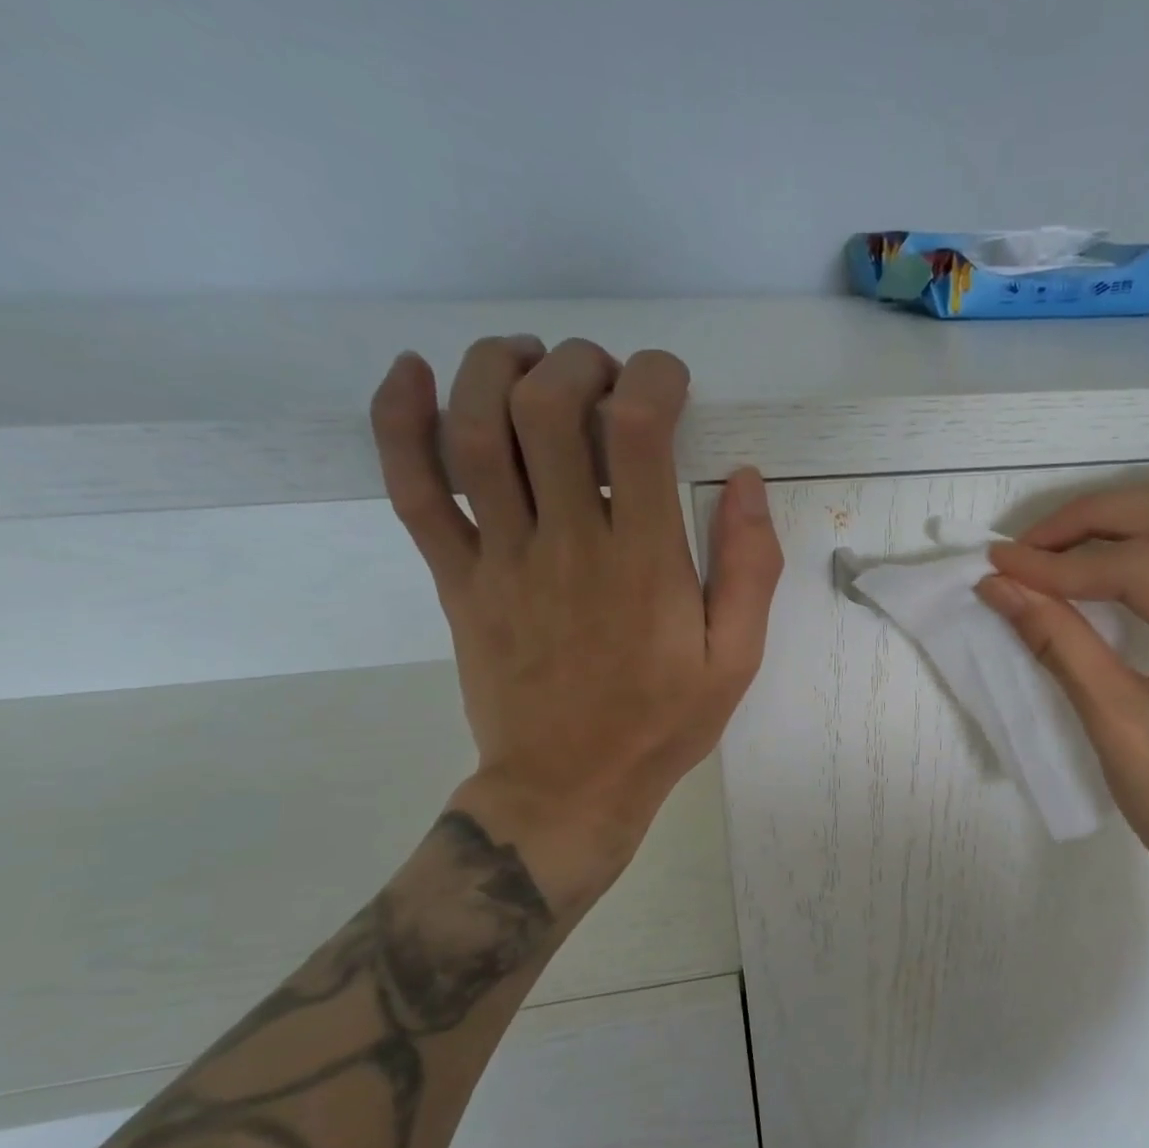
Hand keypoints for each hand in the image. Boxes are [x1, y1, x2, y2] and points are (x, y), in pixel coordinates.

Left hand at [369, 336, 782, 890]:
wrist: (568, 788)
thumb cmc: (661, 725)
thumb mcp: (736, 659)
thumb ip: (750, 569)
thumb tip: (747, 480)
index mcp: (643, 563)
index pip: (637, 430)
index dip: (652, 378)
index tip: (669, 381)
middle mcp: (566, 544)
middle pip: (545, 410)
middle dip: (576, 364)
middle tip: (603, 375)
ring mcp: (500, 560)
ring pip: (473, 433)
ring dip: (495, 370)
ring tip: (529, 359)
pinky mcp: (456, 580)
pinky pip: (413, 491)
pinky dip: (399, 423)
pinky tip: (411, 374)